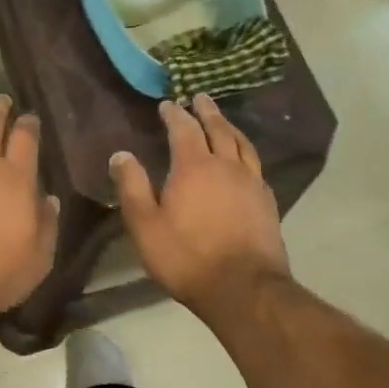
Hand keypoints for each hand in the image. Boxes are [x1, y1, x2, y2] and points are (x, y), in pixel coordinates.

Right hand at [110, 93, 290, 314]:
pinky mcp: (267, 203)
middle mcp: (226, 166)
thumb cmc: (186, 256)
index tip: (167, 104)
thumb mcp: (145, 224)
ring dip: (230, 127)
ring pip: (242, 144)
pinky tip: (244, 159)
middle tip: (201, 97)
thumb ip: (132, 186)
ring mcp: (252, 183)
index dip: (174, 114)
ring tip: (223, 119)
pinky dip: (246, 152)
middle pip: (218, 129)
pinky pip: (256, 165)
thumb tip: (121, 154)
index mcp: (194, 166)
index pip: (184, 129)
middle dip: (207, 111)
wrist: (244, 290)